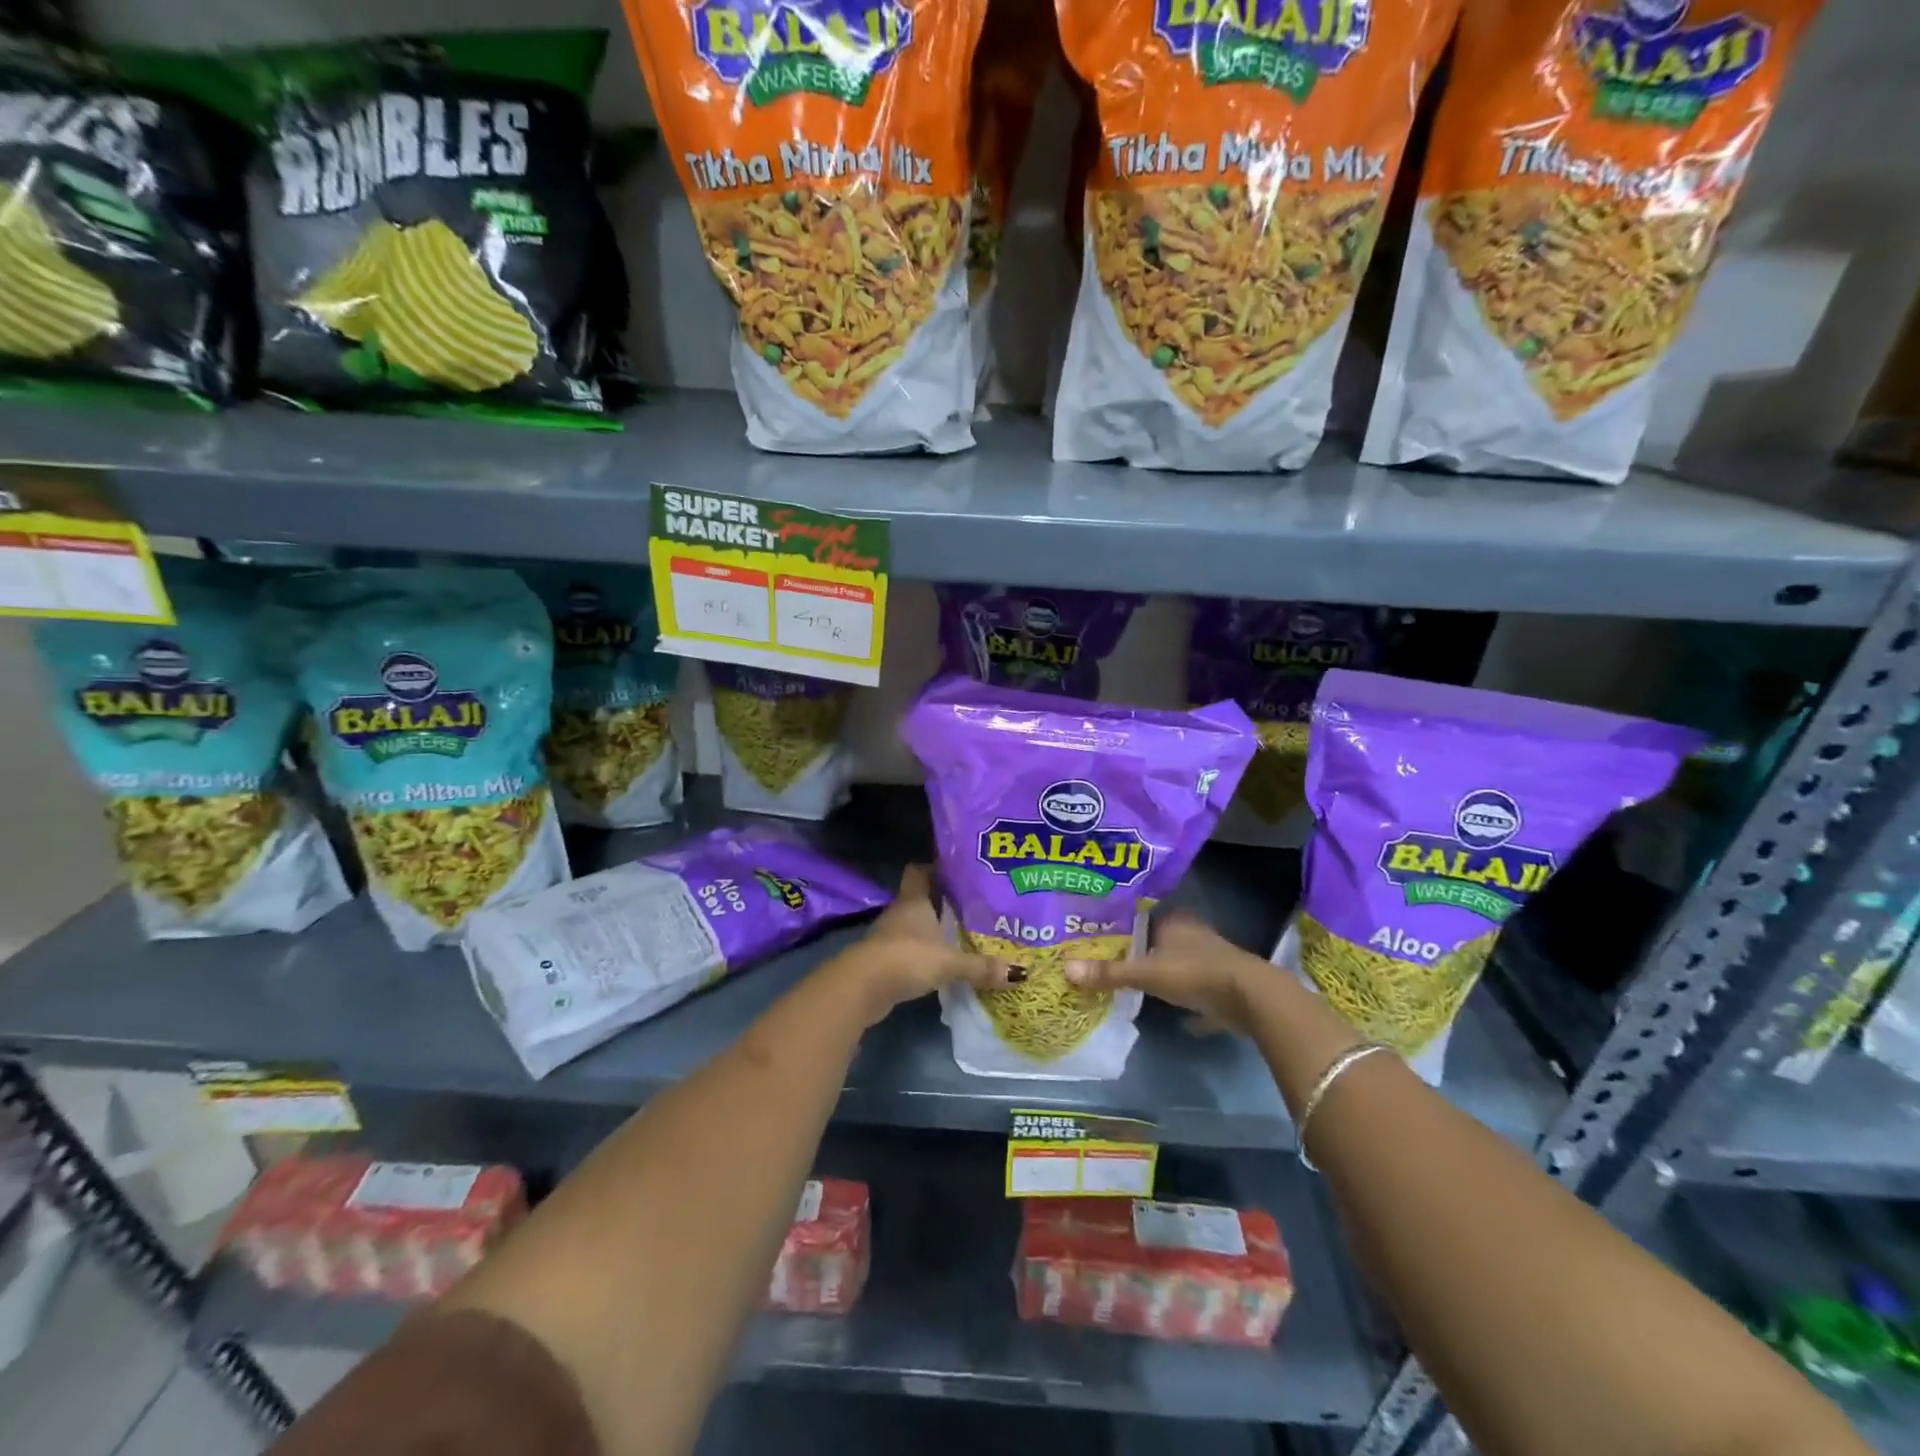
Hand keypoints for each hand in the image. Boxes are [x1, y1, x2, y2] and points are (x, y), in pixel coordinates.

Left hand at [832, 865, 1010, 1025]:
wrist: (861, 987)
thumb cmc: (906, 958)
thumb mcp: (949, 962)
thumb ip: (981, 967)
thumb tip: (1020, 973)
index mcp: (914, 900)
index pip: (920, 871)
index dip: (935, 867)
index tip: (958, 870)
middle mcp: (900, 912)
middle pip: (920, 898)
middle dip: (942, 902)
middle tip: (972, 906)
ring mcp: (888, 936)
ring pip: (914, 925)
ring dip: (932, 930)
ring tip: (961, 935)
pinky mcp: (883, 960)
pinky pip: (908, 949)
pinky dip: (923, 953)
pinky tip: (941, 962)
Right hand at [1065, 911, 1264, 1034]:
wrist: (1250, 998)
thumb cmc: (1195, 973)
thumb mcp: (1147, 973)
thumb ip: (1110, 973)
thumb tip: (1066, 969)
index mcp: (1174, 920)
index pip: (1141, 914)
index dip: (1121, 923)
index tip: (1098, 932)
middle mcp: (1192, 932)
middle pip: (1158, 938)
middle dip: (1139, 947)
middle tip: (1108, 957)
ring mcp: (1209, 957)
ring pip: (1176, 960)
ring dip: (1160, 969)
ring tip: (1130, 979)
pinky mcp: (1221, 982)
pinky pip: (1193, 986)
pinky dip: (1182, 994)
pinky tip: (1167, 1006)